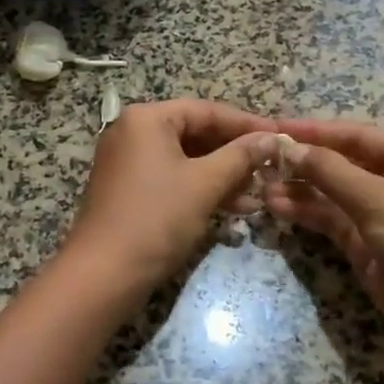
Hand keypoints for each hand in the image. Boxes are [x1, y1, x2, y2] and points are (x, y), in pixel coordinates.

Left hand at [61, 99, 277, 297]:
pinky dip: (201, 188)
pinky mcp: (128, 189)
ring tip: (258, 193)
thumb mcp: (205, 184)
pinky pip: (172, 177)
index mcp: (146, 118)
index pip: (206, 110)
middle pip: (195, 132)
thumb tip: (272, 138)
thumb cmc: (156, 218)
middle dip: (235, 153)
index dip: (247, 124)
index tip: (280, 136)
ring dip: (222, 174)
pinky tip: (234, 207)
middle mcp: (133, 131)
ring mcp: (128, 161)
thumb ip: (241, 156)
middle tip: (271, 167)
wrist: (103, 274)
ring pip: (186, 158)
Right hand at [262, 118, 383, 359]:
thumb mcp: (378, 198)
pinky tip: (276, 207)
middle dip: (304, 162)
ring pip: (331, 194)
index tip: (277, 126)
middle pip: (342, 163)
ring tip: (261, 186)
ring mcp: (379, 215)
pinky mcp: (366, 246)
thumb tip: (289, 147)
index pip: (356, 135)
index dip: (317, 131)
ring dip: (299, 189)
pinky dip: (305, 213)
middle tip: (263, 159)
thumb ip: (331, 171)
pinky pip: (330, 221)